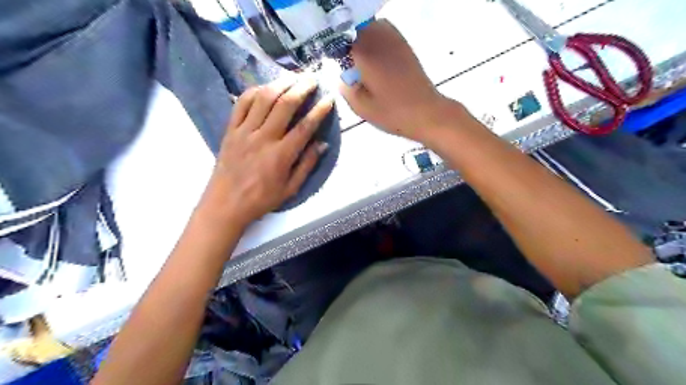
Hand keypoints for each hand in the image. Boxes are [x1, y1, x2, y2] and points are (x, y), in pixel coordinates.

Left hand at [200, 76, 332, 228]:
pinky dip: (254, 91)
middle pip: (285, 104)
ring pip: (263, 98)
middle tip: (312, 78)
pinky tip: (265, 87)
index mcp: (281, 155)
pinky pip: (241, 104)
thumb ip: (307, 165)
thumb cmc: (261, 199)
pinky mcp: (230, 130)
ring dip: (280, 83)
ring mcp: (244, 131)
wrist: (226, 204)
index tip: (329, 98)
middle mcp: (263, 138)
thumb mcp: (290, 189)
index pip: (305, 126)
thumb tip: (322, 144)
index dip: (319, 110)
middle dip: (301, 87)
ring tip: (292, 76)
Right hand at [340, 20, 463, 142]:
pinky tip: (377, 57)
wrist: (426, 112)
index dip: (335, 49)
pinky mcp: (405, 46)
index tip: (336, 63)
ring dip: (363, 38)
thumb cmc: (393, 113)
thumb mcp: (362, 108)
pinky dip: (377, 38)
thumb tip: (343, 78)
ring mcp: (395, 41)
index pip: (341, 39)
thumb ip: (346, 90)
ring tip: (362, 59)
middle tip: (348, 62)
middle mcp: (379, 40)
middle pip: (356, 29)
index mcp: (365, 54)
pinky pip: (386, 31)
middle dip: (349, 41)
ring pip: (372, 27)